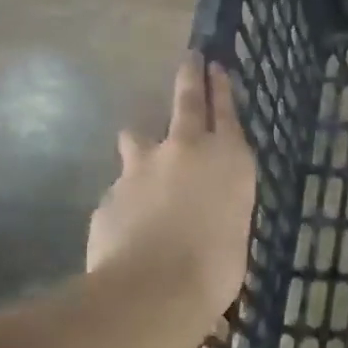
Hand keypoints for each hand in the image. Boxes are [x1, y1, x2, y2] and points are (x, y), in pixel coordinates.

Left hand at [86, 55, 256, 324]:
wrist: (153, 289)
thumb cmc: (216, 267)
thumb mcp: (235, 231)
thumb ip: (221, 206)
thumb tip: (206, 209)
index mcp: (228, 159)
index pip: (225, 111)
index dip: (220, 87)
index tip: (214, 65)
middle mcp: (186, 150)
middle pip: (186, 102)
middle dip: (189, 77)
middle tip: (190, 57)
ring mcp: (142, 167)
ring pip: (139, 137)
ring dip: (143, 139)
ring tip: (141, 146)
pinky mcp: (112, 193)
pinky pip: (122, 188)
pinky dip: (129, 198)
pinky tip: (130, 224)